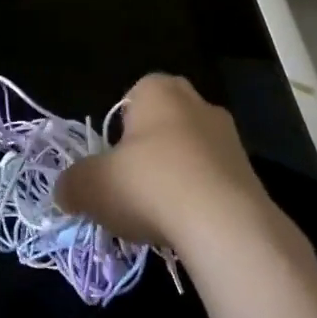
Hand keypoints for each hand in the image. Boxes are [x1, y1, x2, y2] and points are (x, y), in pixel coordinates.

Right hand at [57, 74, 295, 270]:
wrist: (226, 227)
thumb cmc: (149, 185)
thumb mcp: (91, 186)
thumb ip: (72, 185)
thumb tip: (66, 192)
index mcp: (158, 90)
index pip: (131, 96)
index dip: (117, 129)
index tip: (111, 159)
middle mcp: (198, 103)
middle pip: (162, 124)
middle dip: (146, 151)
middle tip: (129, 184)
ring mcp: (230, 138)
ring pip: (189, 153)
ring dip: (173, 177)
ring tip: (156, 214)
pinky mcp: (250, 174)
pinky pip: (212, 181)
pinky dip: (197, 200)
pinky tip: (185, 227)